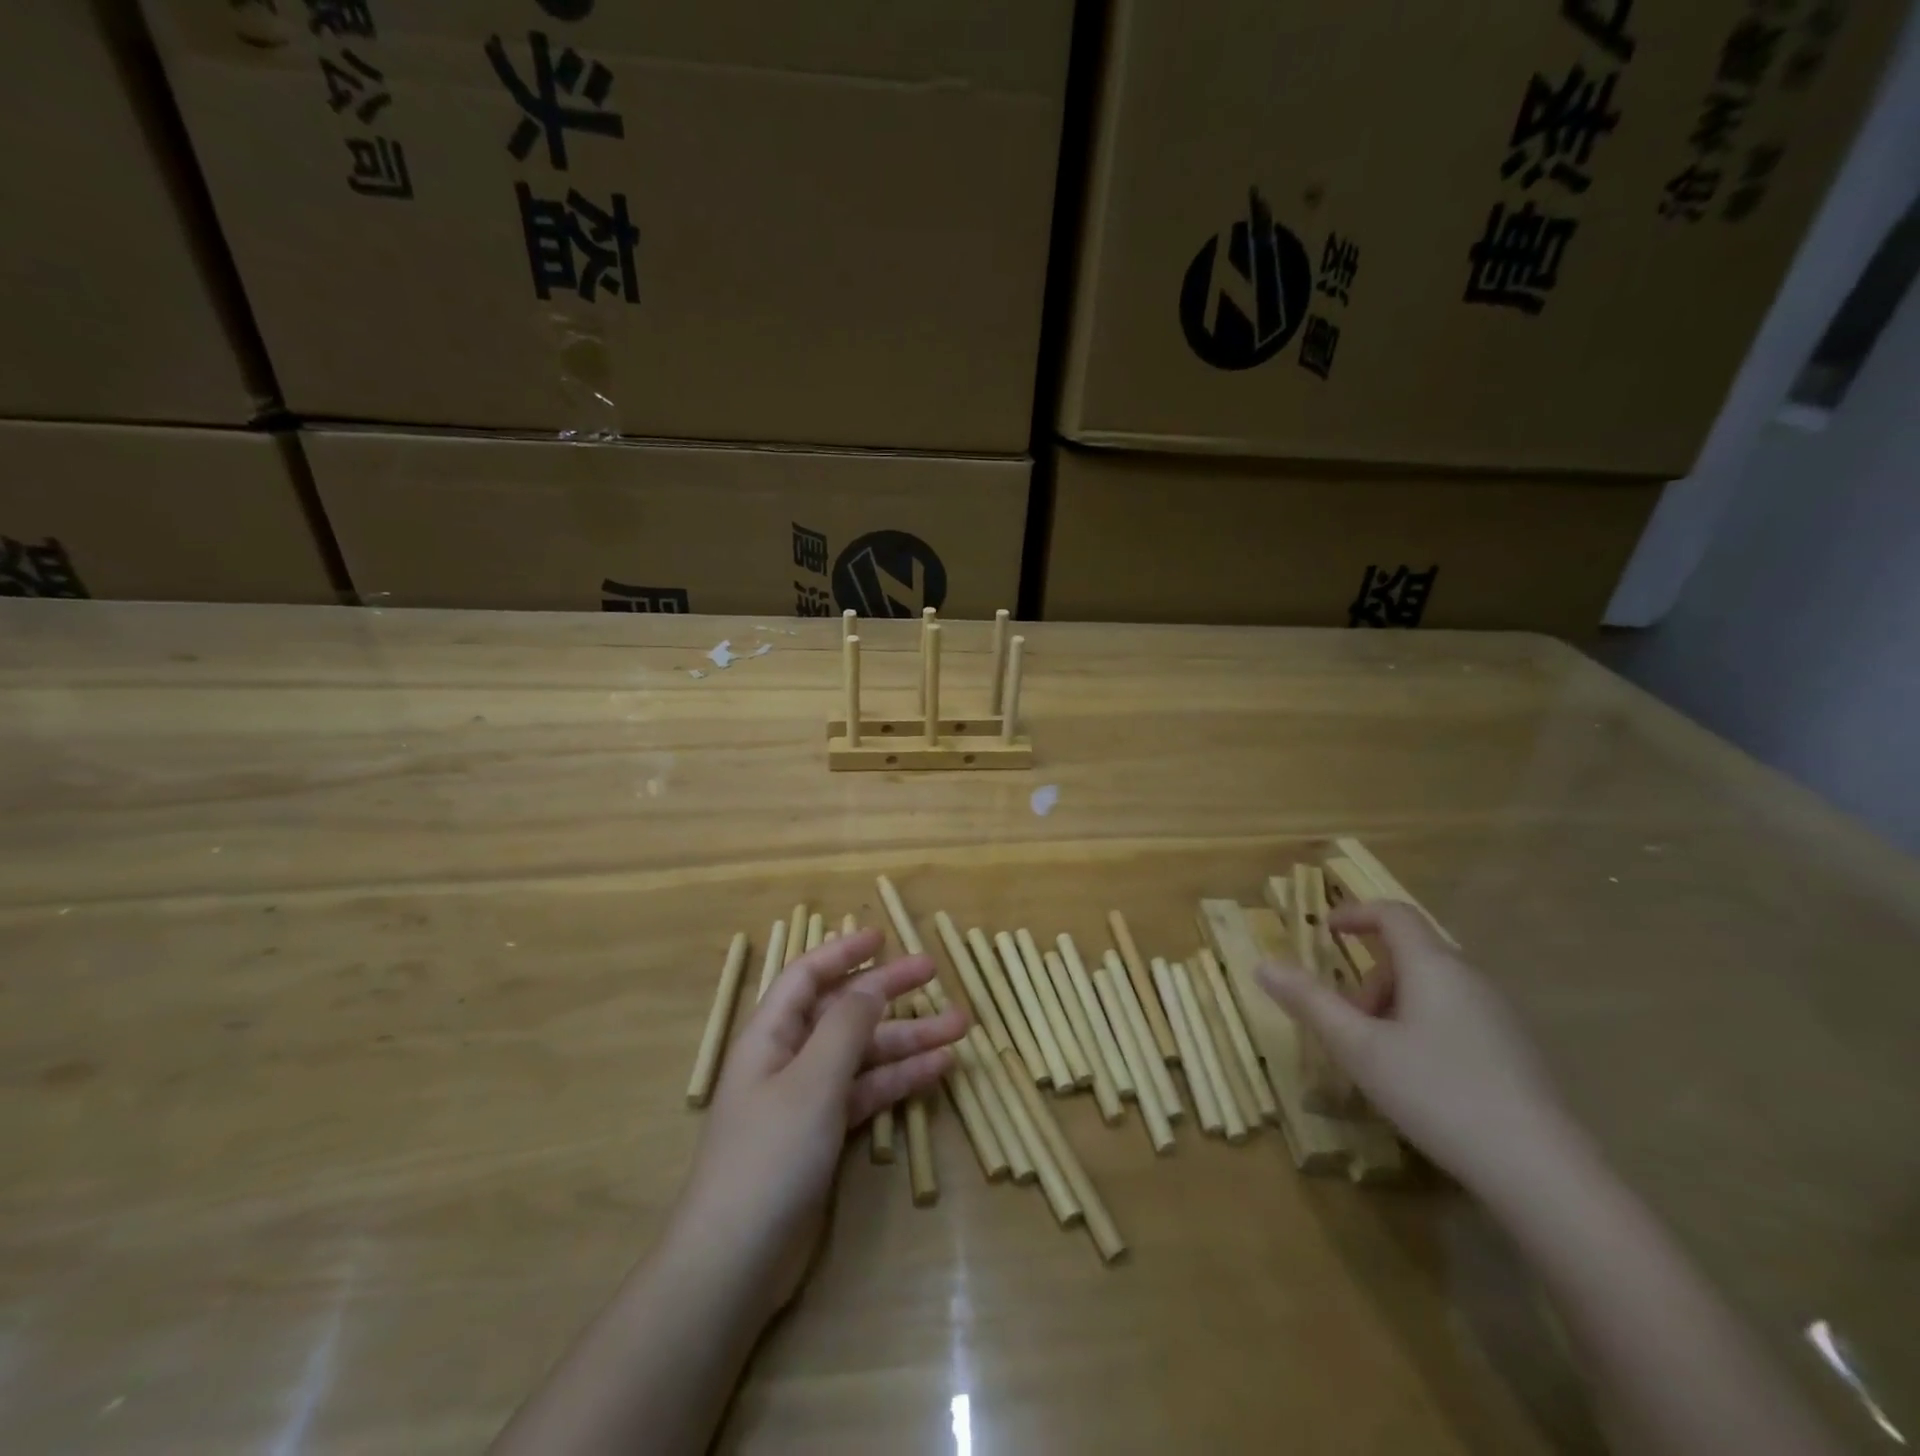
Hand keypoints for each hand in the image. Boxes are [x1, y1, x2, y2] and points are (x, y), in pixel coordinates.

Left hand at [677, 928, 964, 1314]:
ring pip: (863, 1053)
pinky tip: (938, 1069)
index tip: (884, 935)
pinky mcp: (824, 1135)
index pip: (808, 976)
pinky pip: (867, 1092)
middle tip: (935, 973)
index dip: (844, 951)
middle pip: (844, 1011)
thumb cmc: (769, 1155)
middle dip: (888, 992)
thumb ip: (846, 1027)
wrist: (736, 1262)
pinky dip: (899, 1079)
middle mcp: (788, 1058)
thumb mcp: (812, 1080)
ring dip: (907, 1039)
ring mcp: (807, 1098)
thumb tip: (872, 984)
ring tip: (959, 1027)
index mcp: (771, 1034)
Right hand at [1256, 902, 1572, 1193]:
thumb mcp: (1358, 1047)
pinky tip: (1420, 1078)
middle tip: (1347, 1022)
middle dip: (1368, 978)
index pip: (1393, 914)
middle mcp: (1470, 978)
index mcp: (1433, 966)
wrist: (1541, 1172)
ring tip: (1378, 1056)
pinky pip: (1455, 1014)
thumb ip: (1309, 1001)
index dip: (1355, 914)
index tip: (1324, 931)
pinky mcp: (1514, 1049)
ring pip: (1432, 987)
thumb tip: (1262, 963)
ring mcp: (1498, 1015)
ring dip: (1393, 1006)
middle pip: (1409, 953)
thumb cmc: (1437, 1094)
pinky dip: (1422, 1026)